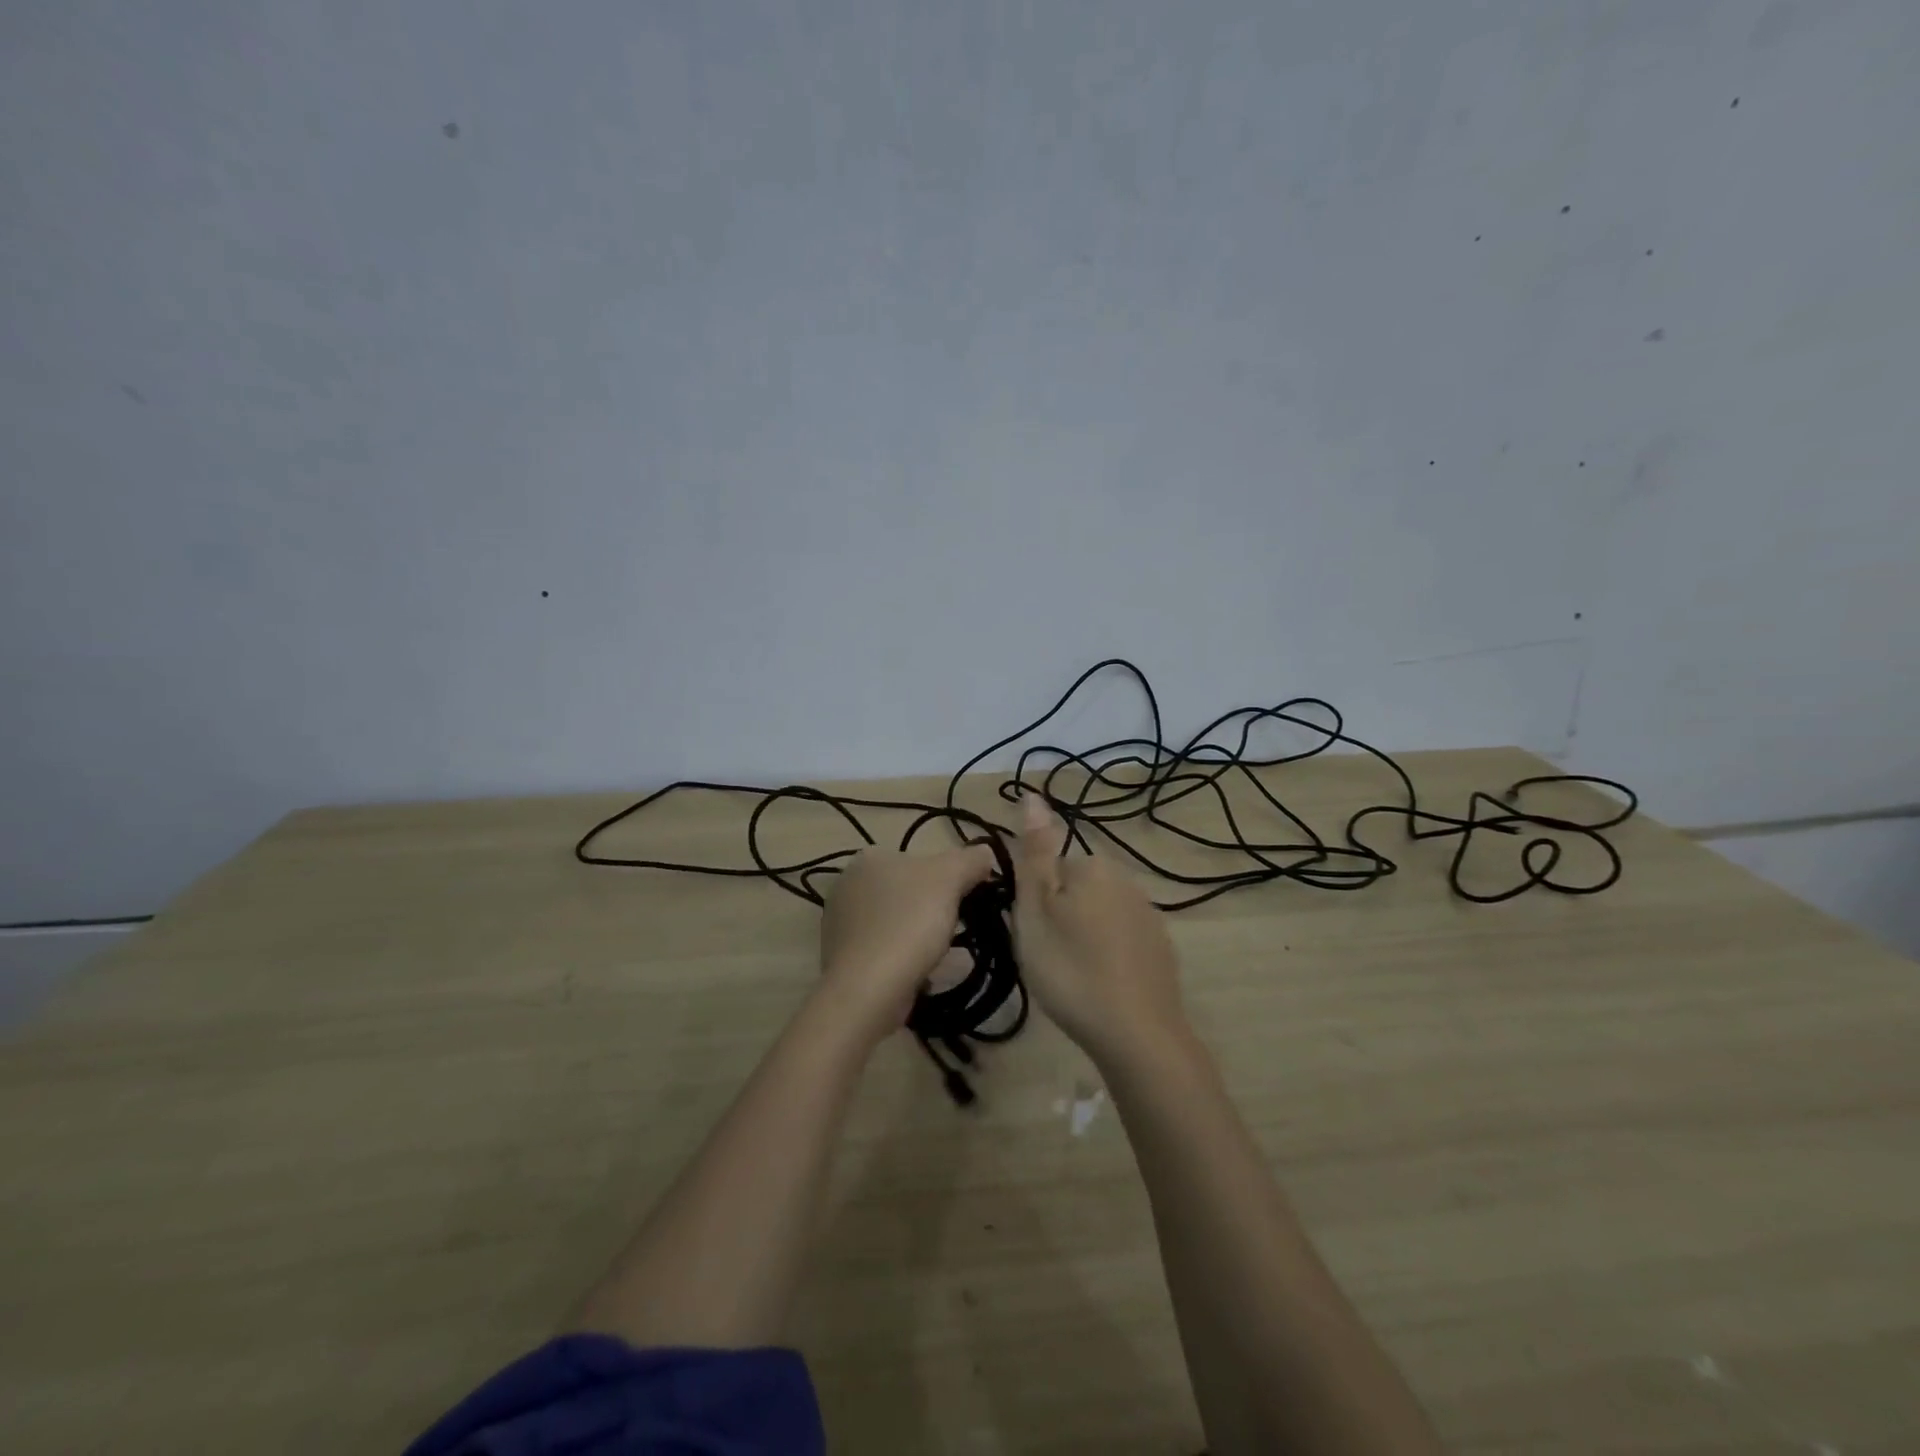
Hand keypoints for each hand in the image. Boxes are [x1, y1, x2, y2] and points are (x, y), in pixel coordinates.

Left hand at [818, 843, 995, 1044]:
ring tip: (938, 955)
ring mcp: (840, 923)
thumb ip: (970, 860)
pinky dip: (900, 958)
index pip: (918, 860)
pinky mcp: (841, 958)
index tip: (964, 901)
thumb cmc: (908, 923)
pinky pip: (882, 950)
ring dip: (916, 935)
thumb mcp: (950, 878)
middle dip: (930, 908)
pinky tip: (916, 973)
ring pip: (894, 922)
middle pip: (905, 891)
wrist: (868, 989)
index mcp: (869, 858)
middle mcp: (847, 884)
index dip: (946, 878)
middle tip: (953, 929)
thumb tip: (984, 852)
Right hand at [1011, 792, 1188, 1064]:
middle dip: (1060, 917)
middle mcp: (1127, 880)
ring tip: (1073, 977)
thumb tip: (1032, 794)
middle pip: (1076, 890)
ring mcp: (1149, 916)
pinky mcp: (1161, 949)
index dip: (1036, 901)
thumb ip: (1035, 852)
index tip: (1033, 935)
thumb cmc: (1071, 969)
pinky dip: (1108, 957)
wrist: (1137, 1034)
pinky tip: (1101, 986)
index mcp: (1094, 866)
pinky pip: (1121, 941)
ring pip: (1098, 916)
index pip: (1051, 868)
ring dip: (1084, 937)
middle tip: (1048, 957)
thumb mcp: (1036, 909)